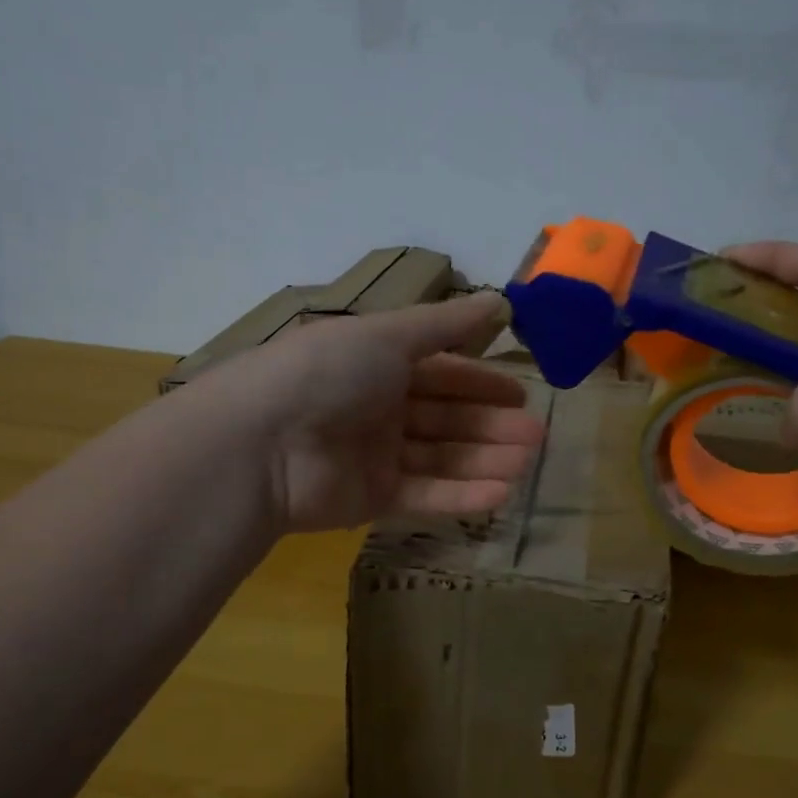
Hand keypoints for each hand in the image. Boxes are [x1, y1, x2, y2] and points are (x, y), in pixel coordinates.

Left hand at [210, 291, 543, 535]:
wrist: (261, 443)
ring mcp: (373, 455)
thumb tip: (500, 298)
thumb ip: (445, 323)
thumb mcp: (388, 334)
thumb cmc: (328, 372)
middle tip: (535, 436)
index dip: (480, 381)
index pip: (439, 371)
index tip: (521, 393)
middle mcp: (376, 407)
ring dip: (484, 460)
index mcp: (376, 363)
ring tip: (527, 464)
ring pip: (440, 457)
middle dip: (491, 425)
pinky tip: (501, 494)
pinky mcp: (370, 499)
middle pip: (445, 417)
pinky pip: (423, 495)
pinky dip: (461, 495)